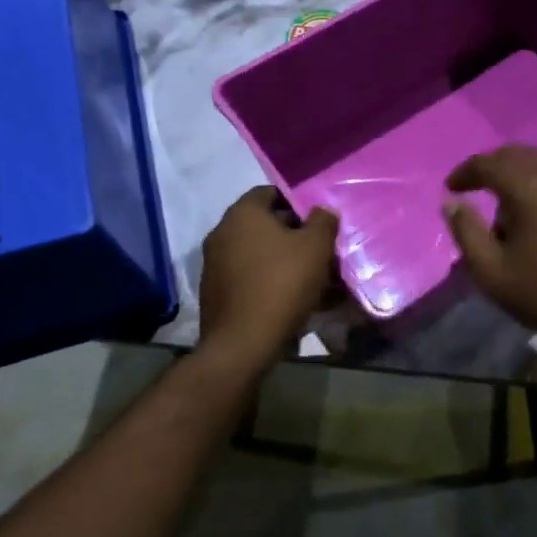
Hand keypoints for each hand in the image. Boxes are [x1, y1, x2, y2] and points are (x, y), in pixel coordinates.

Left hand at [198, 187, 339, 369]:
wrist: (243, 343)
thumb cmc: (282, 284)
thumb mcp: (315, 248)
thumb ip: (323, 221)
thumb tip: (322, 210)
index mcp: (242, 213)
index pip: (270, 192)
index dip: (297, 202)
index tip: (319, 220)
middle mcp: (222, 232)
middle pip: (264, 224)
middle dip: (293, 233)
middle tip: (319, 249)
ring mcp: (214, 263)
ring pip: (257, 252)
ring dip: (281, 259)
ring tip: (310, 276)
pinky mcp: (215, 291)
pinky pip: (248, 276)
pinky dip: (267, 280)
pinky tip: (290, 297)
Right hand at [444, 145, 536, 347]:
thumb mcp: (494, 274)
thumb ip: (466, 232)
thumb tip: (451, 202)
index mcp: (532, 187)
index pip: (490, 163)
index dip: (466, 172)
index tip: (451, 189)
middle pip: (518, 154)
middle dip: (493, 167)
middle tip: (475, 189)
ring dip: (519, 175)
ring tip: (507, 207)